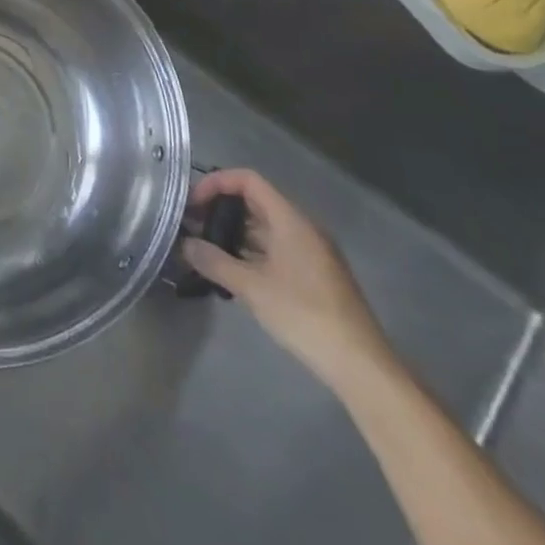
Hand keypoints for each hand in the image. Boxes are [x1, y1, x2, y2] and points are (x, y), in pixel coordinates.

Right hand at [184, 169, 391, 391]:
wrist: (360, 364)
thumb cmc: (304, 315)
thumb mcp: (252, 288)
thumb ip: (215, 261)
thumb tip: (185, 244)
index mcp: (291, 220)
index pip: (248, 180)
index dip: (216, 183)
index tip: (192, 203)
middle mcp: (302, 228)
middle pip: (255, 202)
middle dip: (221, 209)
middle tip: (192, 226)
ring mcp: (310, 252)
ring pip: (265, 228)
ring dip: (234, 233)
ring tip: (205, 249)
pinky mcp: (313, 275)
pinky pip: (275, 249)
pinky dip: (250, 252)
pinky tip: (232, 272)